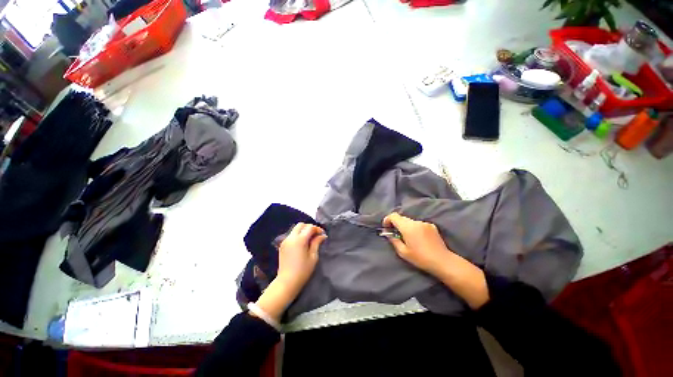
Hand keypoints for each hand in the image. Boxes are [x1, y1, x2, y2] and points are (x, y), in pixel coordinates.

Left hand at [277, 223, 326, 291]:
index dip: (317, 229)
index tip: (322, 234)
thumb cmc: (303, 270)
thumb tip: (322, 235)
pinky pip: (291, 235)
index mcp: (300, 240)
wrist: (287, 282)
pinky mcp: (282, 245)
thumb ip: (316, 243)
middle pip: (301, 225)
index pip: (310, 228)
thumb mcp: (313, 257)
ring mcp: (285, 241)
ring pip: (295, 229)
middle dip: (309, 227)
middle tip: (316, 234)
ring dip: (303, 230)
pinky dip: (298, 235)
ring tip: (310, 239)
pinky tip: (302, 243)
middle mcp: (291, 237)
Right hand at [383, 213, 488, 308]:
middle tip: (395, 234)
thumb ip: (394, 240)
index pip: (394, 216)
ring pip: (410, 221)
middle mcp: (416, 222)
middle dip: (396, 224)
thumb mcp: (403, 252)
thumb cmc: (420, 258)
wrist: (442, 261)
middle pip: (401, 218)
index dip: (387, 220)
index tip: (386, 228)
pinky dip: (414, 228)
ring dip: (406, 226)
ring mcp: (425, 223)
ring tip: (408, 238)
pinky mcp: (432, 226)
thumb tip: (389, 234)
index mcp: (408, 227)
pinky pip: (418, 224)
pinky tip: (418, 239)